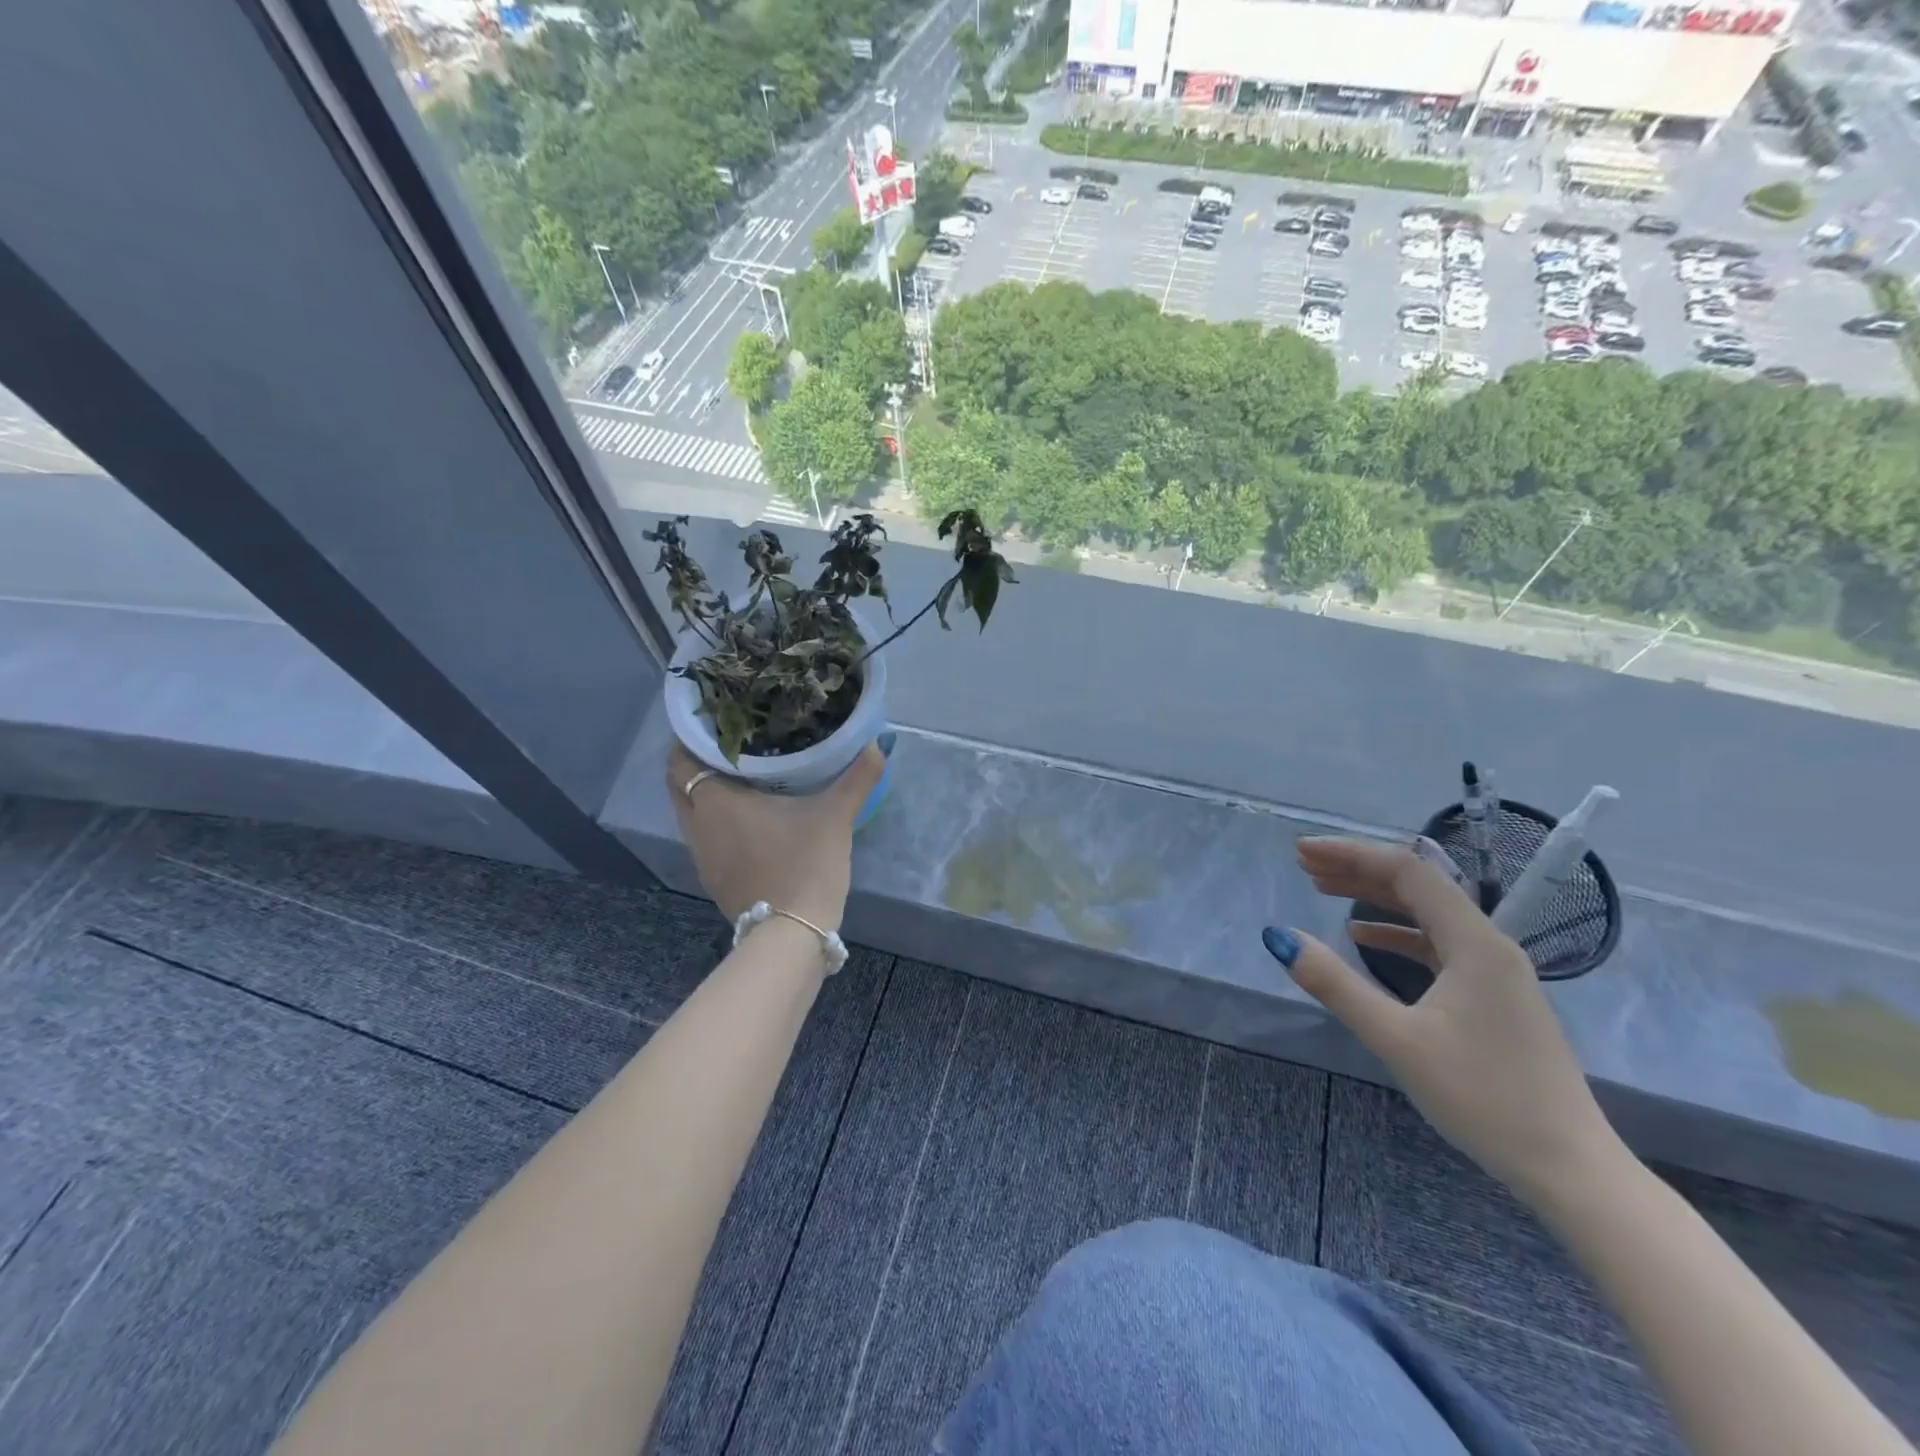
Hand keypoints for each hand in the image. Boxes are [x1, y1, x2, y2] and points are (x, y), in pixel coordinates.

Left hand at [666, 741, 883, 932]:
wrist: (793, 931)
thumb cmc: (806, 862)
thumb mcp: (835, 815)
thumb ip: (857, 776)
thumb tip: (878, 743)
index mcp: (715, 801)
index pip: (681, 760)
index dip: (688, 738)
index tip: (712, 722)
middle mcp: (698, 826)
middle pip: (679, 786)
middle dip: (694, 763)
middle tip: (727, 745)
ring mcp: (702, 857)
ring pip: (691, 815)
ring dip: (704, 795)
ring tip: (738, 777)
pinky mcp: (714, 880)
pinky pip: (704, 839)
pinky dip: (715, 823)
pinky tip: (746, 821)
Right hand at [1270, 836, 1622, 1206]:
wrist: (1571, 1168)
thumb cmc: (1484, 1098)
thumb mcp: (1397, 1040)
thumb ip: (1337, 984)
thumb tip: (1281, 937)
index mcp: (1474, 943)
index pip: (1408, 871)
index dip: (1351, 853)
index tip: (1302, 851)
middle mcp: (1489, 944)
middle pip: (1417, 885)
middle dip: (1358, 868)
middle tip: (1304, 865)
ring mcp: (1494, 971)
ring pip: (1426, 913)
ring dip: (1374, 897)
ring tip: (1324, 888)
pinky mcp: (1492, 995)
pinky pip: (1436, 943)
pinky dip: (1395, 932)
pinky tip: (1363, 939)